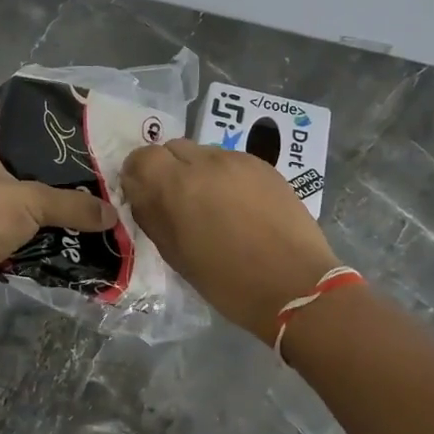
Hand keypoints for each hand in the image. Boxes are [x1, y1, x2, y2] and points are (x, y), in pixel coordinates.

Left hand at [0, 124, 115, 314]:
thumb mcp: (29, 202)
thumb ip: (73, 204)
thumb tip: (113, 214)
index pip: (12, 122)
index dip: (43, 127)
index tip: (79, 136)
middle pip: (21, 163)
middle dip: (55, 173)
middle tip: (95, 173)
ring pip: (20, 199)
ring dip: (49, 207)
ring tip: (91, 204)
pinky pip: (17, 228)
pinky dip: (38, 233)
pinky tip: (71, 234)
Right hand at [122, 140, 339, 343]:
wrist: (295, 285)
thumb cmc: (227, 282)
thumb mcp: (176, 255)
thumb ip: (153, 216)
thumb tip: (142, 195)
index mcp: (176, 185)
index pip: (141, 156)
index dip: (139, 174)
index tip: (145, 195)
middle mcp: (205, 162)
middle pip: (172, 148)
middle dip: (168, 169)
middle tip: (178, 201)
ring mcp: (238, 161)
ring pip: (204, 153)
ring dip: (198, 172)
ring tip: (212, 205)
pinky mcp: (265, 166)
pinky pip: (232, 161)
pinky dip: (226, 177)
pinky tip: (239, 206)